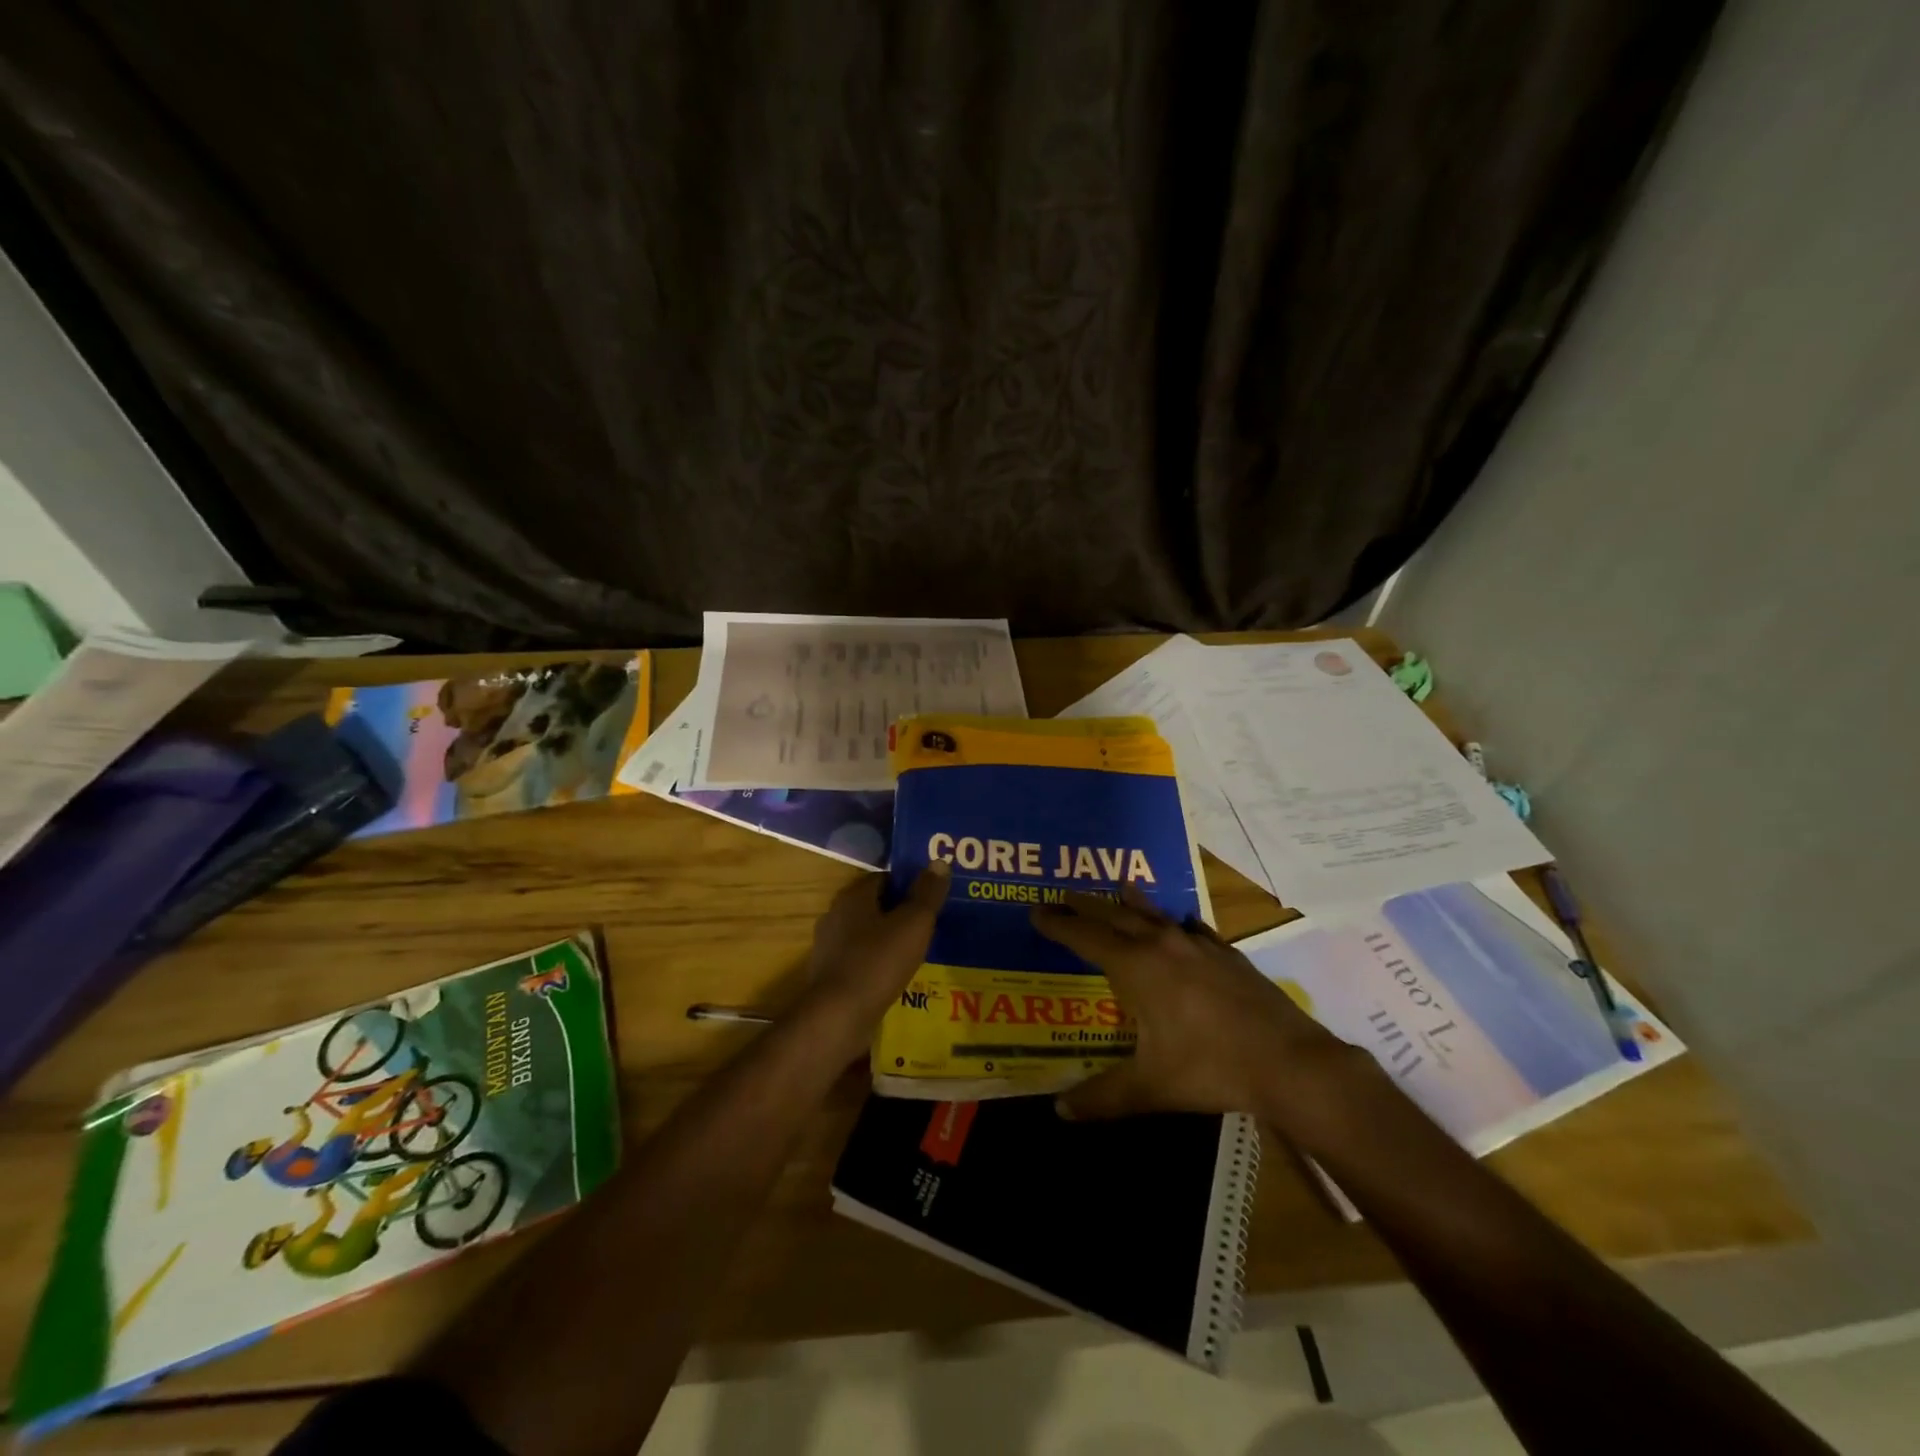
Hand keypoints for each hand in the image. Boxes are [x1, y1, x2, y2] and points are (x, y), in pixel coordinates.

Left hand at [799, 863, 950, 1041]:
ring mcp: (829, 948)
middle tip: (930, 924)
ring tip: (919, 952)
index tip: (931, 896)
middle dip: (900, 913)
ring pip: (867, 935)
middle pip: (874, 906)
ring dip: (889, 940)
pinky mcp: (831, 976)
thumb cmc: (878, 962)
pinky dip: (878, 964)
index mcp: (853, 897)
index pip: (883, 878)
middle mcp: (835, 916)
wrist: (838, 1017)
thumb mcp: (913, 924)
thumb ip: (927, 893)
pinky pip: (861, 960)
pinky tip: (897, 977)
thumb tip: (939, 862)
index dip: (908, 884)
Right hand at [1032, 890, 1370, 1140]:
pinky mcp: (1227, 954)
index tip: (1035, 910)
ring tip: (1118, 887)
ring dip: (1131, 902)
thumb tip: (1059, 1112)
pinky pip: (1192, 928)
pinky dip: (1175, 922)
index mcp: (1136, 967)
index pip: (1085, 936)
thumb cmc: (1210, 1068)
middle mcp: (1162, 944)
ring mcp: (1198, 945)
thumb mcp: (1150, 1087)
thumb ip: (1103, 1097)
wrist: (1290, 1061)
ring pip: (1154, 914)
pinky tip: (1182, 924)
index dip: (1058, 923)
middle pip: (1114, 915)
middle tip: (1062, 895)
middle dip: (1085, 905)